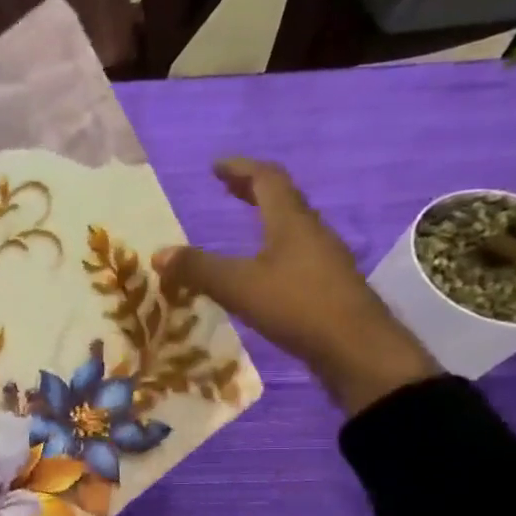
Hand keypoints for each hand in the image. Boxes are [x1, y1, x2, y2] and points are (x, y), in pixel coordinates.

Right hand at [153, 158, 439, 416]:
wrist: (356, 349)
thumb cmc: (297, 306)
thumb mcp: (238, 286)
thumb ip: (198, 268)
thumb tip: (158, 253)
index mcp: (291, 222)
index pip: (267, 180)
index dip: (241, 169)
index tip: (216, 166)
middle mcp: (311, 232)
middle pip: (282, 199)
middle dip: (252, 190)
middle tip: (226, 187)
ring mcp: (323, 258)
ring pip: (290, 226)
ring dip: (264, 218)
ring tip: (241, 225)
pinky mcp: (326, 284)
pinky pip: (294, 252)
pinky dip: (272, 247)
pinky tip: (260, 269)